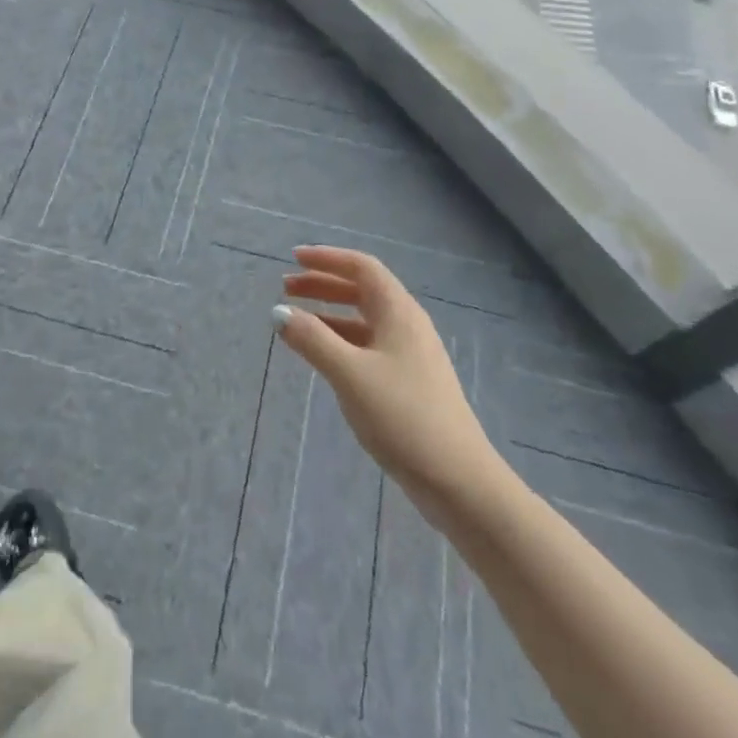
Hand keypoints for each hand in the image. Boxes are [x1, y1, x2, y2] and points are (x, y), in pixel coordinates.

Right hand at [274, 246, 492, 525]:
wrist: (458, 480)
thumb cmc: (403, 417)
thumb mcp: (350, 374)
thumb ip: (312, 340)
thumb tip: (278, 312)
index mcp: (399, 312)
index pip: (362, 267)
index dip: (327, 258)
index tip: (294, 257)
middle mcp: (407, 325)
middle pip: (362, 290)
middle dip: (323, 284)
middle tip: (287, 288)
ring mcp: (411, 355)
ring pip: (364, 320)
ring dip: (330, 314)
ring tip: (296, 322)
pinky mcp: (410, 383)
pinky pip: (369, 346)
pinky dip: (342, 341)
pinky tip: (323, 358)